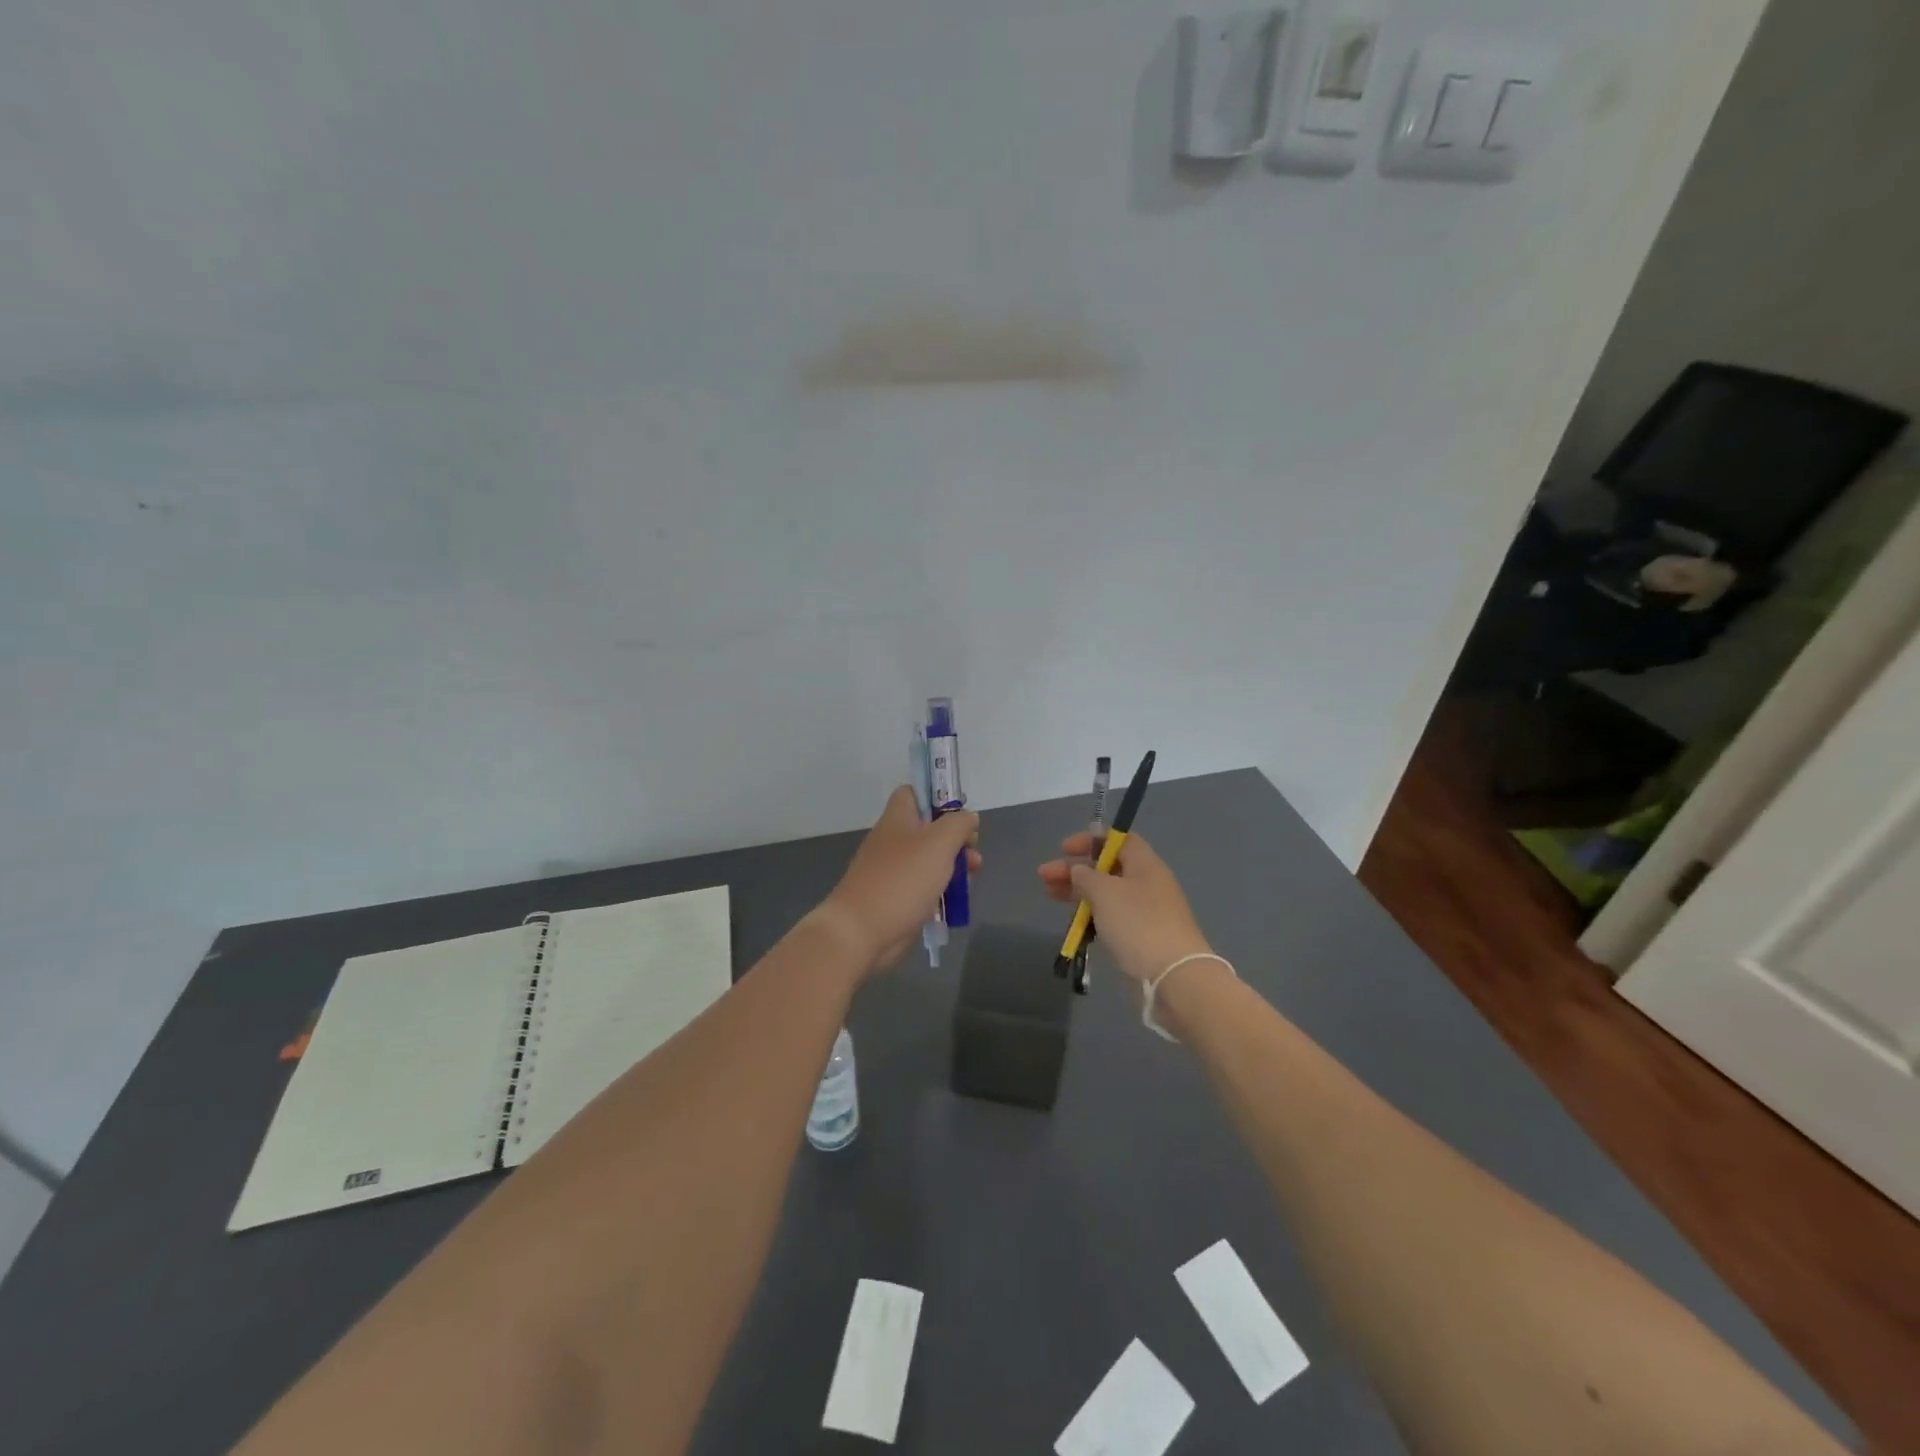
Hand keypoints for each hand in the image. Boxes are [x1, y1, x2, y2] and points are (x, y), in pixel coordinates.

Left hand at [812, 786, 980, 975]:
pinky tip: (955, 898)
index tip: (960, 812)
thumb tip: (968, 817)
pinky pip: (923, 884)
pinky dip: (941, 888)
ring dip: (953, 863)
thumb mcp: (939, 842)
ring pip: (929, 857)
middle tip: (972, 850)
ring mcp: (893, 869)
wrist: (862, 931)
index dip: (938, 796)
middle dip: (956, 836)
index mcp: (898, 818)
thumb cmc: (902, 879)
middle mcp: (893, 839)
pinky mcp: (896, 896)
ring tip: (973, 874)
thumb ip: (958, 824)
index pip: (914, 792)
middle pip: (929, 827)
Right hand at [1037, 832, 1211, 987]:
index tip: (1064, 849)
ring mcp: (1146, 912)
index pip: (1118, 839)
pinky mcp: (1141, 937)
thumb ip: (1086, 876)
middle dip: (1075, 869)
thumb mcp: (1105, 891)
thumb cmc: (1137, 923)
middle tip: (1045, 877)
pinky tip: (1075, 922)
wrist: (1173, 976)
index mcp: (1144, 864)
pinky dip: (1092, 915)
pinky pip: (1112, 917)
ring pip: (1107, 894)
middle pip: (1107, 867)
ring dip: (1078, 892)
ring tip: (1050, 896)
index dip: (1091, 840)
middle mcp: (1147, 883)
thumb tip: (1078, 870)